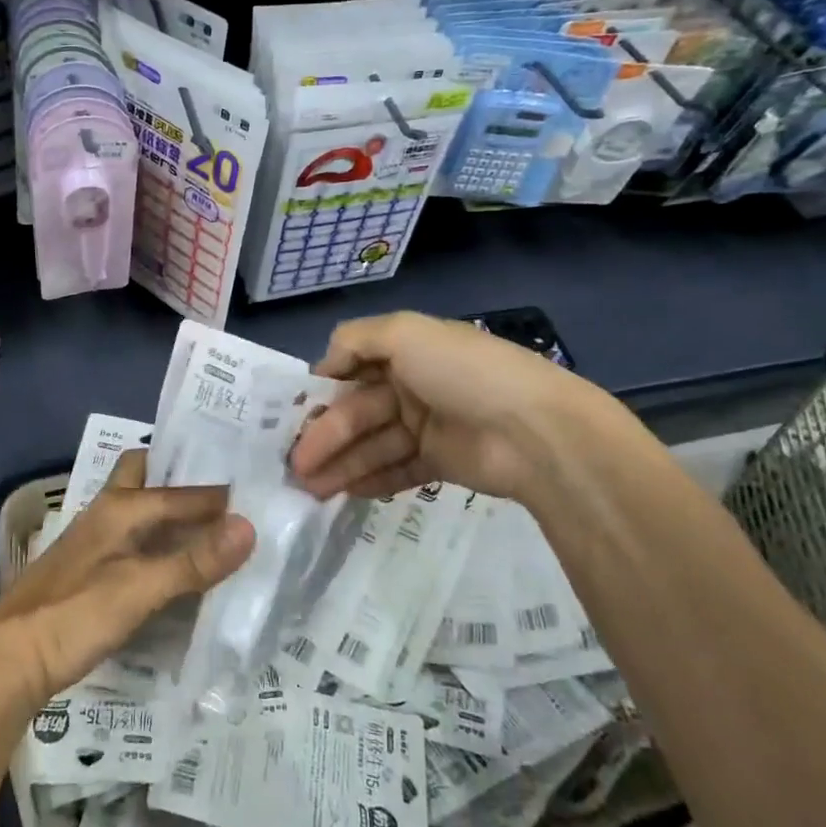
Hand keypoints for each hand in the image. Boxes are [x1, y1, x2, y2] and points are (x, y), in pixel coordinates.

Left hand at [0, 450, 253, 713]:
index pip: (183, 491)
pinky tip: (180, 570)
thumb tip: (250, 527)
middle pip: (148, 479)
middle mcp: (107, 513)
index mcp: (120, 506)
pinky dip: (161, 547)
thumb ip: (194, 560)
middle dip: (182, 480)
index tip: (262, 499)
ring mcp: (96, 542)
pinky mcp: (90, 572)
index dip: (221, 496)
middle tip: (230, 498)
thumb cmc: (73, 615)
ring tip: (219, 533)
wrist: (5, 659)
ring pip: (142, 513)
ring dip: (174, 517)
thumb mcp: (140, 589)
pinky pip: (136, 544)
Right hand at [290, 311, 606, 501]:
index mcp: (406, 350)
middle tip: (295, 466)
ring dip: (340, 464)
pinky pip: (395, 470)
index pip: (351, 368)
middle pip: (357, 411)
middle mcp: (412, 384)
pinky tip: (342, 492)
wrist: (535, 431)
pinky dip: (369, 479)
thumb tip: (323, 365)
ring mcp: (426, 425)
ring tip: (310, 489)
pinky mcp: (440, 462)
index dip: (321, 391)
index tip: (291, 415)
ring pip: (372, 444)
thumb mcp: (405, 333)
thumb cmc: (464, 372)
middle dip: (325, 436)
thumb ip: (356, 340)